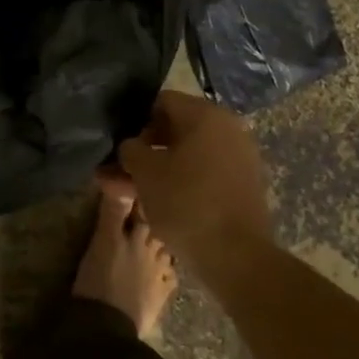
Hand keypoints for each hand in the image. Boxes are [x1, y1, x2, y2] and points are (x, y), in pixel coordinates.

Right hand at [108, 91, 272, 277]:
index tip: (119, 144)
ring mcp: (238, 158)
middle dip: (143, 150)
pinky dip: (179, 183)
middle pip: (175, 130)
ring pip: (187, 156)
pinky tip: (153, 203)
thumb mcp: (145, 172)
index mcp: (205, 115)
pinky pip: (203, 174)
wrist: (237, 256)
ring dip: (156, 170)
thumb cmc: (186, 202)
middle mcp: (227, 129)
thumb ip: (130, 150)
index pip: (162, 102)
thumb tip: (130, 146)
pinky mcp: (242, 186)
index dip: (135, 119)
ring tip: (125, 191)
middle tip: (116, 170)